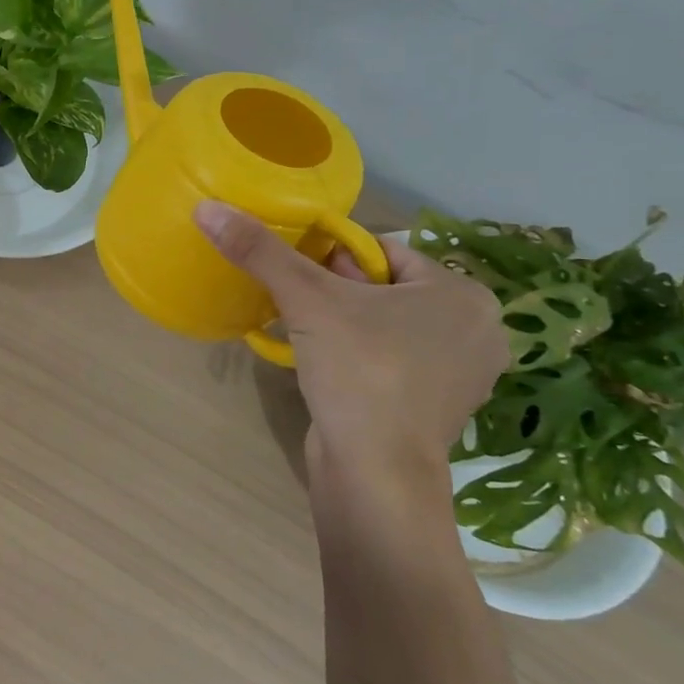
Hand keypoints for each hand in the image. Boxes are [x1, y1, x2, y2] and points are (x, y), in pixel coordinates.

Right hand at [193, 202, 508, 498]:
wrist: (377, 475)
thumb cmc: (360, 372)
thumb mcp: (306, 300)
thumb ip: (260, 251)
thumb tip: (208, 208)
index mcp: (463, 295)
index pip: (384, 252)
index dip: (332, 258)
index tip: (298, 277)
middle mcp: (476, 331)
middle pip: (384, 288)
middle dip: (336, 291)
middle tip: (298, 306)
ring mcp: (461, 375)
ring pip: (386, 326)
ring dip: (342, 325)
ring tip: (306, 335)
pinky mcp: (437, 409)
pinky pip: (391, 361)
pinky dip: (358, 357)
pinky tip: (328, 369)